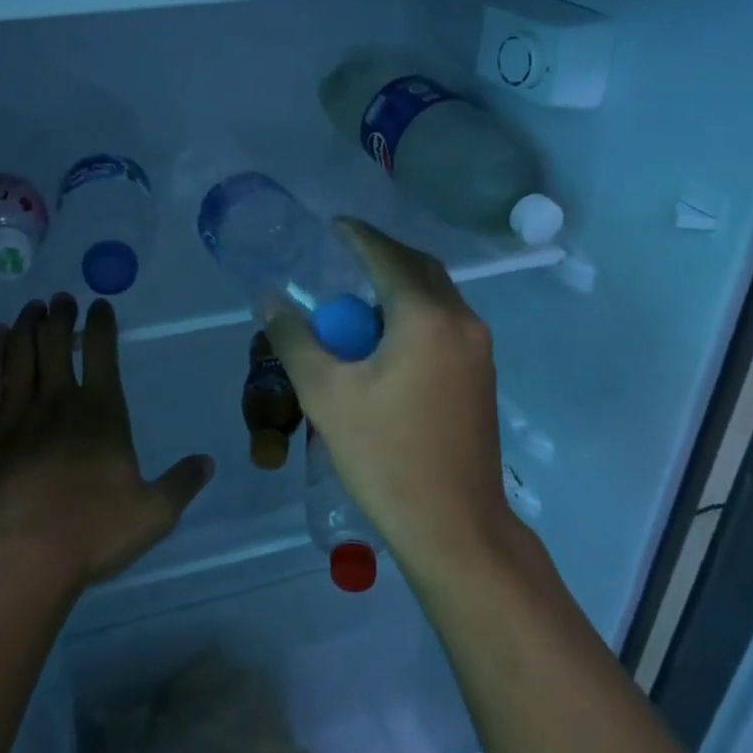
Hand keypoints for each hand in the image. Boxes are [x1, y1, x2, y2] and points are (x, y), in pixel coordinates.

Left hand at [0, 294, 213, 596]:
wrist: (21, 559)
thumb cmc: (93, 533)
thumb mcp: (153, 514)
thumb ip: (181, 484)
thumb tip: (208, 462)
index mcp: (102, 413)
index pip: (103, 354)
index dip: (102, 324)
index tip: (99, 304)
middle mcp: (59, 402)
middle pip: (57, 343)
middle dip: (61, 316)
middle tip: (61, 298)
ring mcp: (18, 414)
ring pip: (21, 354)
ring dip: (27, 326)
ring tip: (32, 308)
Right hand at [267, 221, 513, 570]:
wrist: (455, 527)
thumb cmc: (385, 457)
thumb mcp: (326, 395)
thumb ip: (295, 340)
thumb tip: (270, 301)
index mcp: (426, 318)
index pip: (387, 257)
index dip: (358, 237)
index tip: (332, 225)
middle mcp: (462, 322)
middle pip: (420, 269)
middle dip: (382, 255)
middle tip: (344, 257)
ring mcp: (479, 349)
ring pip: (437, 295)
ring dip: (400, 285)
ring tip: (359, 296)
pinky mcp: (482, 374)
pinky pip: (445, 321)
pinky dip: (415, 311)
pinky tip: (387, 336)